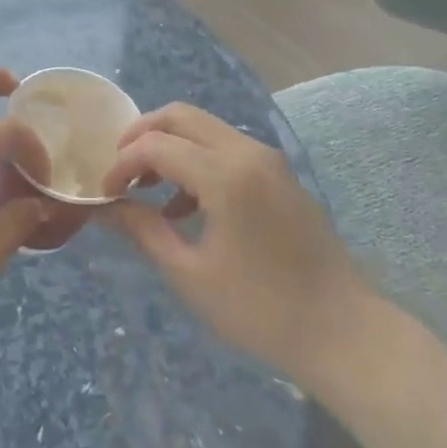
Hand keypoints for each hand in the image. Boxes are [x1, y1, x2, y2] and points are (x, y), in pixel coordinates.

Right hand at [100, 103, 368, 393]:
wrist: (342, 331)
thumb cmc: (260, 309)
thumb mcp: (190, 274)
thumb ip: (144, 231)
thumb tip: (107, 207)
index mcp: (224, 174)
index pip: (156, 145)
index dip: (122, 164)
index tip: (104, 193)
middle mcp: (247, 151)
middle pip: (181, 116)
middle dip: (142, 135)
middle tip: (120, 170)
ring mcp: (268, 159)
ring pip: (205, 127)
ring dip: (170, 145)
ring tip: (147, 189)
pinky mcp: (279, 173)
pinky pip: (227, 147)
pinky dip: (197, 158)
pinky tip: (185, 205)